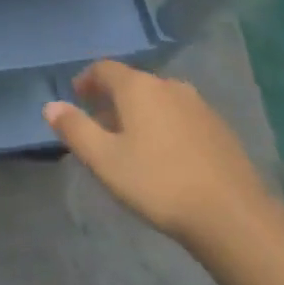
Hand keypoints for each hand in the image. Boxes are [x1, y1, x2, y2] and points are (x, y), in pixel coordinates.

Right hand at [45, 60, 274, 257]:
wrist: (232, 215)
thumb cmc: (157, 182)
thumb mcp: (104, 160)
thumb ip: (75, 129)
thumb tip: (51, 106)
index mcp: (138, 87)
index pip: (105, 69)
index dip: (87, 80)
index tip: (77, 98)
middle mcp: (169, 86)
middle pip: (133, 83)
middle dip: (112, 99)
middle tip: (99, 126)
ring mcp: (199, 106)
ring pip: (158, 99)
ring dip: (140, 113)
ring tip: (130, 143)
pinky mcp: (219, 128)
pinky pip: (180, 116)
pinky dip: (164, 125)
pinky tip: (164, 156)